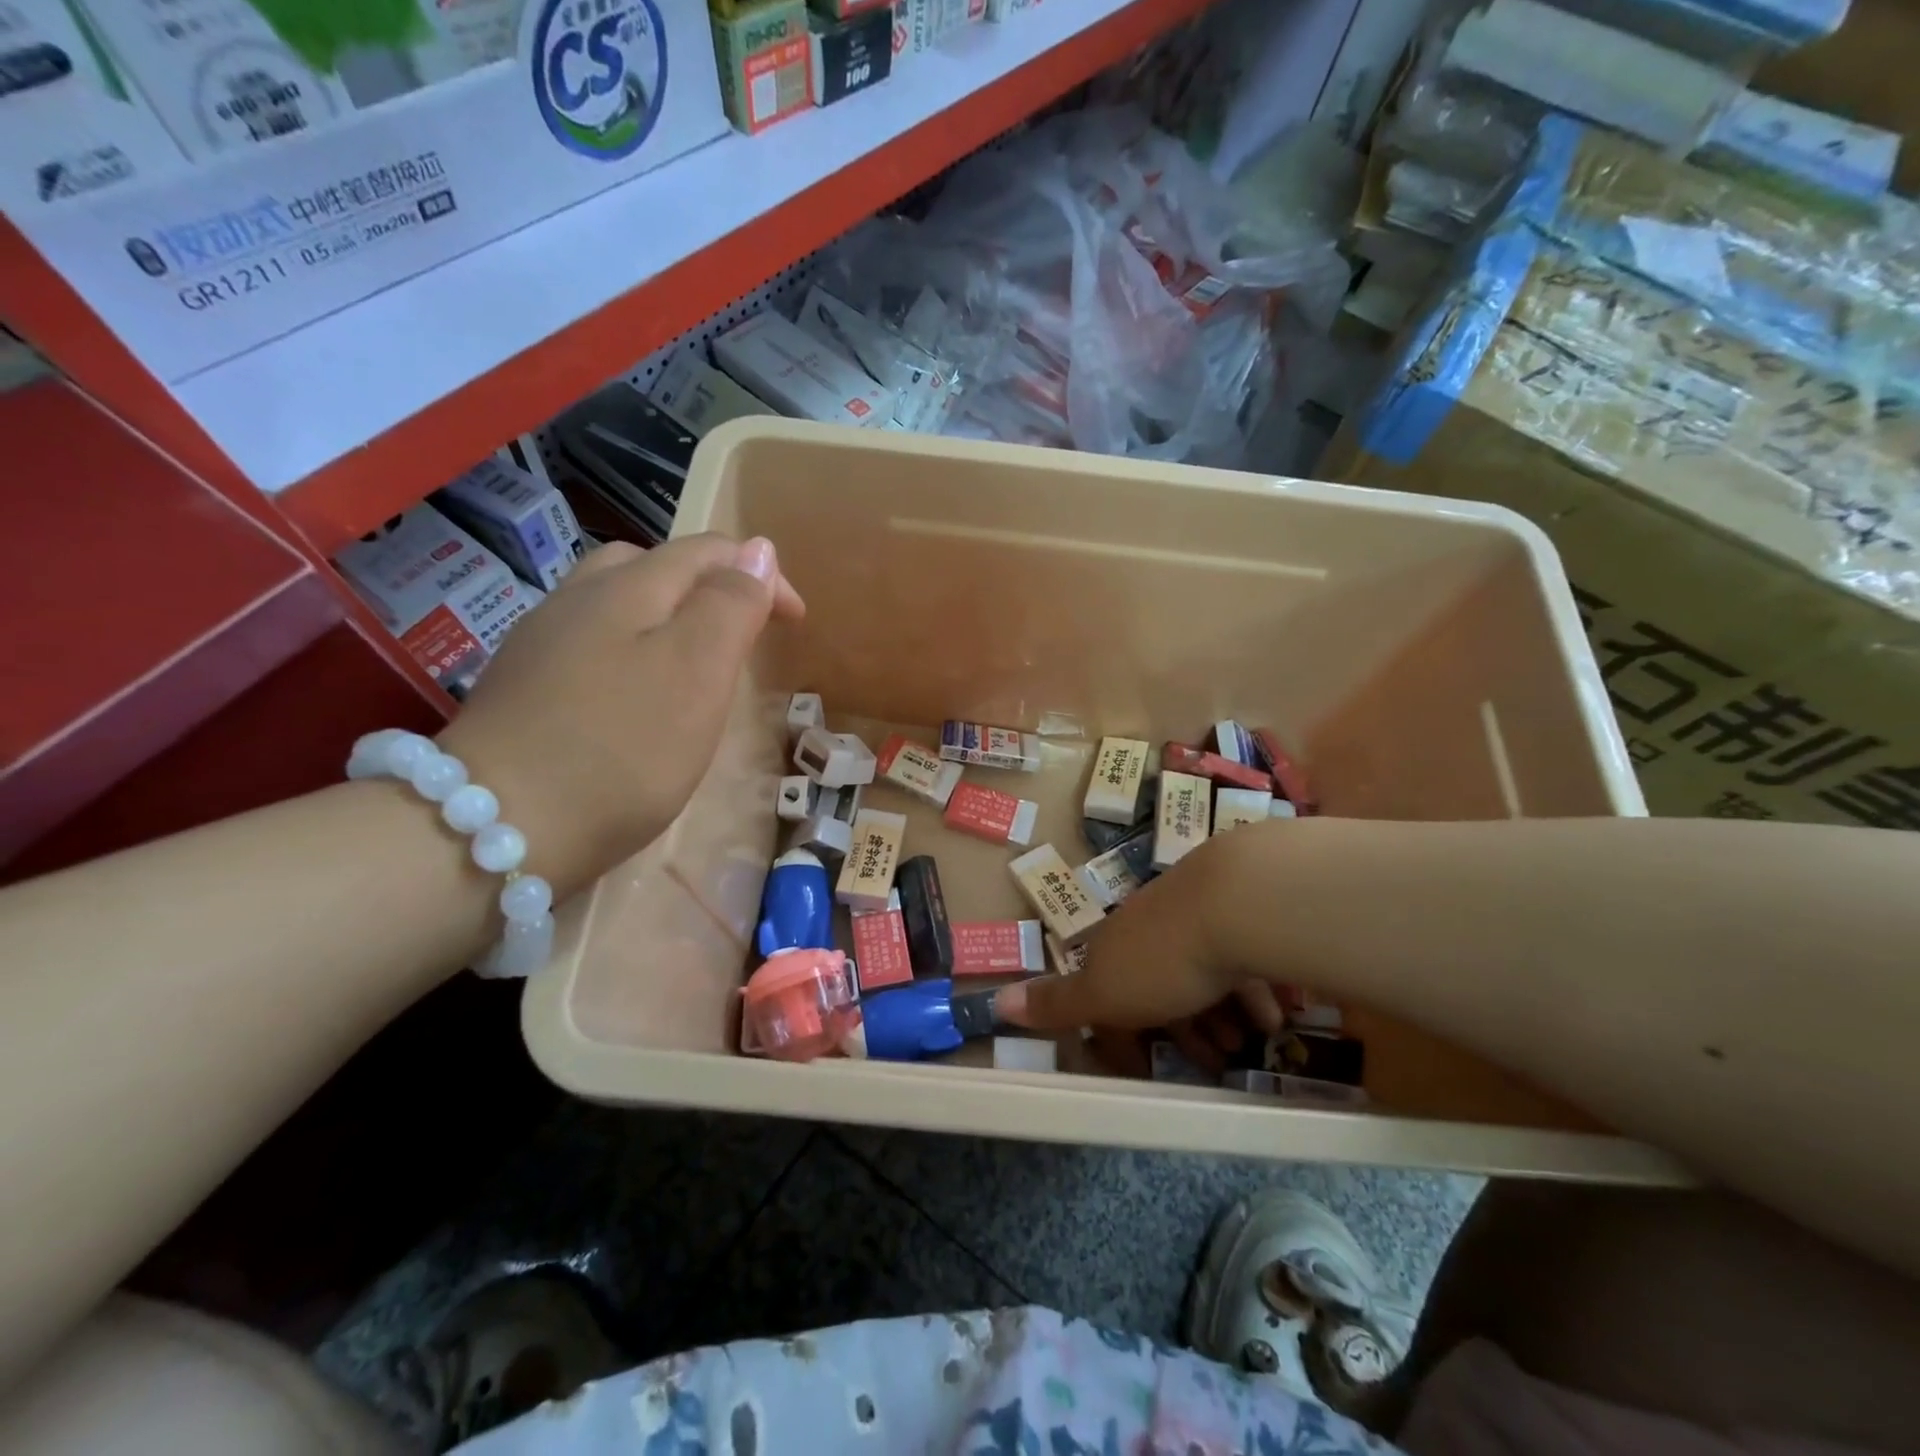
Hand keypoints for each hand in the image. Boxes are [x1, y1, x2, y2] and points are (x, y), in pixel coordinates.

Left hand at [437, 534, 803, 897]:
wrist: (498, 826)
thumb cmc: (622, 749)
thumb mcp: (697, 671)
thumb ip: (730, 605)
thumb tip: (759, 550)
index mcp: (629, 587)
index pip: (709, 552)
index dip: (763, 576)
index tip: (796, 623)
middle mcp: (580, 597)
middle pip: (655, 565)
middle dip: (712, 586)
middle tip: (744, 636)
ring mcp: (543, 640)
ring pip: (616, 601)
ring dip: (668, 615)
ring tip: (695, 661)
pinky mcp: (524, 684)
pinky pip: (591, 641)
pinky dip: (631, 648)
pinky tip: (635, 693)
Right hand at [996, 835, 1283, 1072]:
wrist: (1233, 902)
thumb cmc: (1163, 959)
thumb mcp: (1103, 993)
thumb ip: (1057, 1002)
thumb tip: (997, 1002)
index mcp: (1113, 946)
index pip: (1107, 993)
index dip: (1121, 1036)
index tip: (1144, 1070)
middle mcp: (1149, 926)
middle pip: (1158, 984)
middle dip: (1183, 1030)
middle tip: (1214, 1062)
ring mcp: (1193, 913)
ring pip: (1202, 972)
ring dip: (1220, 1015)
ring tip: (1247, 1042)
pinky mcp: (1236, 911)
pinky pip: (1240, 959)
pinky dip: (1252, 993)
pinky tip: (1272, 1013)